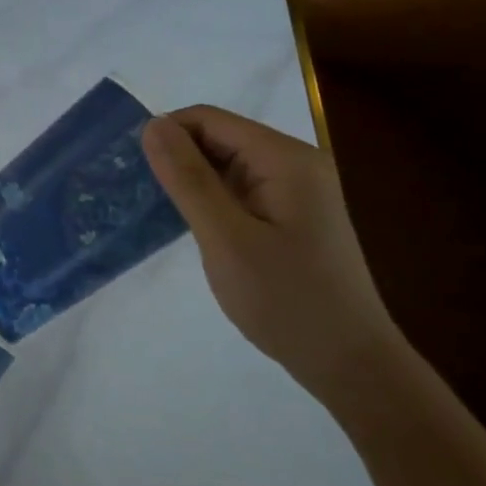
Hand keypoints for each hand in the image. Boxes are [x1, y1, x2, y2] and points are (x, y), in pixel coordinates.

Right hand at [142, 106, 406, 403]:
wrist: (350, 366)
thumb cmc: (286, 300)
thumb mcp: (226, 238)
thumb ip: (187, 178)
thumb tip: (151, 125)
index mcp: (286, 159)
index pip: (209, 119)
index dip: (167, 135)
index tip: (134, 171)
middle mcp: (296, 163)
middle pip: (219, 138)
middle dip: (178, 158)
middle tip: (142, 196)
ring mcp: (298, 189)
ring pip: (227, 164)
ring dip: (193, 181)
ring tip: (162, 213)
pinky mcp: (294, 214)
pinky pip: (241, 189)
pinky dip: (212, 200)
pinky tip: (195, 227)